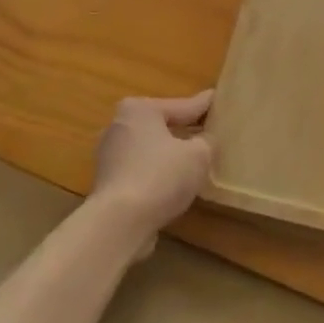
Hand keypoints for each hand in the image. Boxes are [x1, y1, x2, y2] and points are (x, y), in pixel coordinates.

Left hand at [89, 92, 214, 257]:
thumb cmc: (161, 176)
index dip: (203, 106)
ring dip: (169, 155)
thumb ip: (206, 142)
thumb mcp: (199, 155)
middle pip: (161, 126)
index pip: (182, 106)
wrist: (118, 224)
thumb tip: (203, 142)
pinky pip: (140, 170)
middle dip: (183, 131)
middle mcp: (119, 126)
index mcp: (140, 110)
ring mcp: (108, 156)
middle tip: (208, 132)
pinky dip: (156, 174)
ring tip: (193, 162)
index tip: (217, 98)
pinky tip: (173, 185)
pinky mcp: (106, 183)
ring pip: (149, 149)